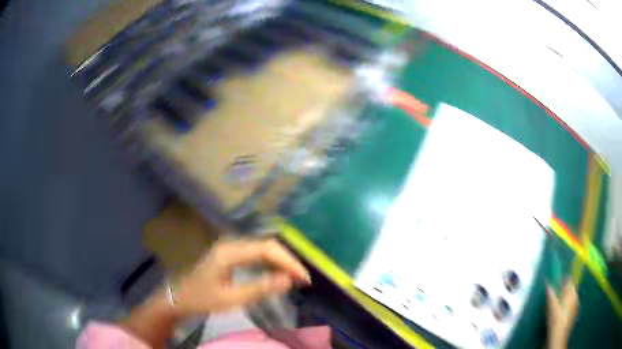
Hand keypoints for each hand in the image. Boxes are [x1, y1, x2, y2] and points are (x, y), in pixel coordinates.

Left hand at [172, 238, 310, 316]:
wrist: (177, 297)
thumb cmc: (201, 299)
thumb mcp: (230, 299)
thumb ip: (260, 288)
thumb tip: (288, 280)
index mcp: (230, 252)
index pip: (267, 249)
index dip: (289, 262)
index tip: (304, 279)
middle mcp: (231, 244)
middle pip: (267, 245)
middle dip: (287, 261)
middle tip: (303, 280)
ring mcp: (229, 248)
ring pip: (262, 249)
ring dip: (280, 262)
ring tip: (294, 278)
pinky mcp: (229, 255)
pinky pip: (255, 254)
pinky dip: (270, 263)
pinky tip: (276, 274)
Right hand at [546, 281, 578, 348]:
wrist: (559, 338)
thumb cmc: (555, 321)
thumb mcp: (551, 308)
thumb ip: (550, 294)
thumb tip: (548, 283)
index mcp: (571, 291)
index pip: (569, 280)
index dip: (563, 280)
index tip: (556, 283)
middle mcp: (576, 295)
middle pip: (571, 288)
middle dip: (564, 291)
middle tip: (556, 298)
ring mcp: (577, 304)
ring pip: (572, 297)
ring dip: (566, 299)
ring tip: (558, 307)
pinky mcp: (575, 313)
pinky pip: (572, 305)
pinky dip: (567, 306)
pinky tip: (561, 315)